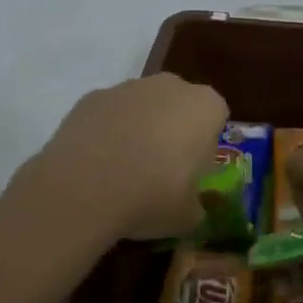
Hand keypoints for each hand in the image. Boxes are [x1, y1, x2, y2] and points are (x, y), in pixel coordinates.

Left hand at [34, 74, 229, 241]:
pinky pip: (109, 114)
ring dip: (138, 130)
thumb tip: (191, 208)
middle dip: (173, 131)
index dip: (205, 146)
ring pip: (142, 107)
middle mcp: (171, 86)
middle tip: (161, 171)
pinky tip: (96, 165)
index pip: (216, 118)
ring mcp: (128, 87)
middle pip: (179, 106)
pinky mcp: (91, 97)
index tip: (193, 173)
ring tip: (123, 172)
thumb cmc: (153, 196)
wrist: (85, 188)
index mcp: (205, 106)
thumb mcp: (189, 216)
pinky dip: (107, 133)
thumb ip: (197, 206)